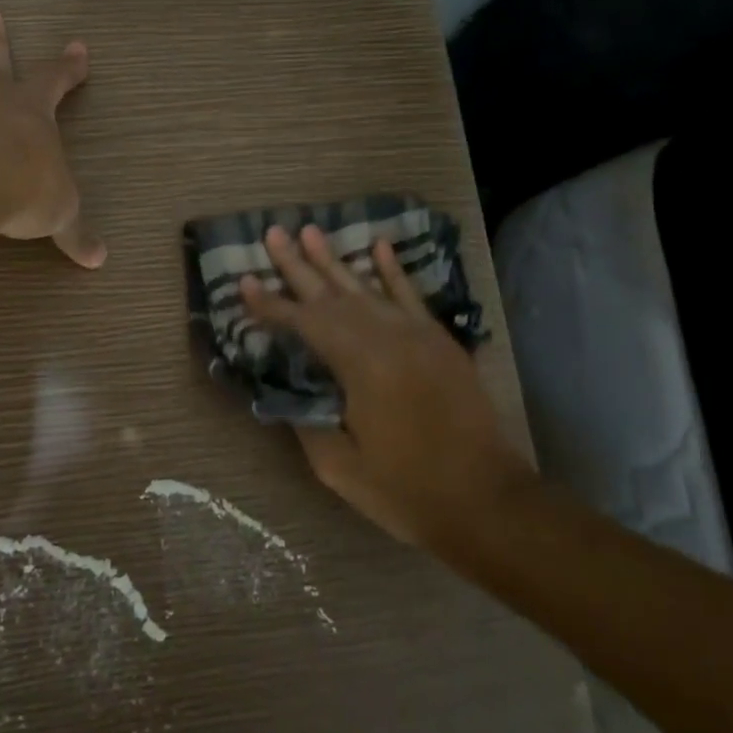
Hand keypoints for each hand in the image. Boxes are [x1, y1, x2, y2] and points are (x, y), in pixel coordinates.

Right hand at [241, 224, 533, 546]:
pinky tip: (379, 246)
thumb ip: (308, 422)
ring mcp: (417, 334)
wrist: (488, 500)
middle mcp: (387, 337)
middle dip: (298, 265)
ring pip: (367, 288)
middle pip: (332, 294)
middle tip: (273, 233)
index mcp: (360, 366)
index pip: (305, 324)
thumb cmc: (408, 490)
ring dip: (335, 260)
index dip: (271, 305)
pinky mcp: (439, 340)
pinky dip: (393, 270)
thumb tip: (290, 391)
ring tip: (310, 231)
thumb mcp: (341, 468)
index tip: (244, 282)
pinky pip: (410, 295)